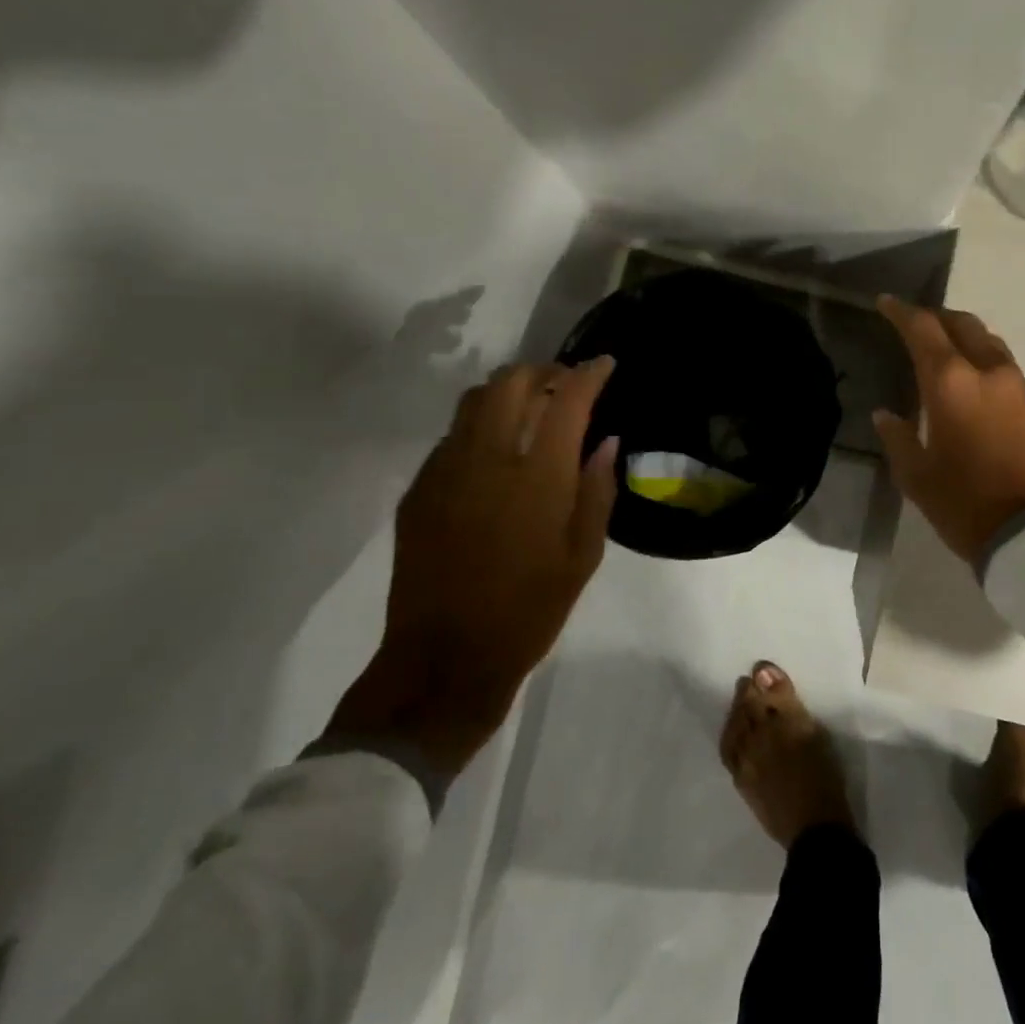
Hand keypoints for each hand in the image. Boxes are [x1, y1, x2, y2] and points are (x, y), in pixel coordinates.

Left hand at [325, 358, 619, 778]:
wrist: (445, 659)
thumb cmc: (530, 610)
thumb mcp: (583, 555)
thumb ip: (597, 490)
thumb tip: (606, 442)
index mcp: (538, 477)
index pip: (567, 399)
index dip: (589, 373)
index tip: (604, 364)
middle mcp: (489, 459)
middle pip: (512, 382)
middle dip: (544, 371)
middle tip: (565, 385)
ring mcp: (446, 471)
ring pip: (475, 400)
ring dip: (508, 391)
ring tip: (530, 408)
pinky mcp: (419, 489)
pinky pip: (452, 436)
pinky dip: (480, 426)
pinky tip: (494, 453)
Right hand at [873, 297, 1024, 566]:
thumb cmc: (964, 505)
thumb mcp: (916, 476)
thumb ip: (899, 437)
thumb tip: (886, 415)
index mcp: (951, 384)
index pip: (923, 329)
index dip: (902, 313)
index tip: (887, 304)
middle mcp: (991, 374)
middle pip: (966, 325)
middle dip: (941, 319)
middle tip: (922, 325)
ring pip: (994, 349)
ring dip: (971, 344)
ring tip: (954, 359)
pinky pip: (1014, 381)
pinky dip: (994, 378)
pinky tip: (987, 403)